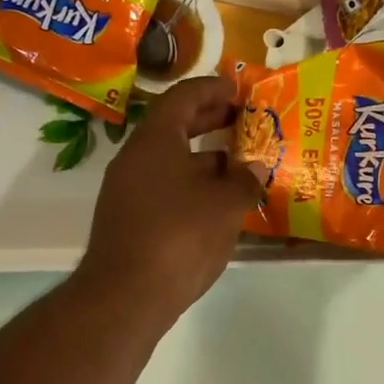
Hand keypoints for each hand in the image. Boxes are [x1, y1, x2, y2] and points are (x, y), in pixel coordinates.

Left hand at [77, 76, 265, 322]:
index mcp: (155, 140)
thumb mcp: (225, 205)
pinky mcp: (129, 221)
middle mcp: (134, 159)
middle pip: (173, 127)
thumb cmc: (180, 236)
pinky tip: (216, 205)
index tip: (238, 90)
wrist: (127, 295)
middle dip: (209, 121)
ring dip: (203, 159)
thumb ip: (245, 180)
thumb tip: (256, 166)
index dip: (213, 89)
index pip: (183, 97)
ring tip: (239, 166)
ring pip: (169, 162)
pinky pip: (163, 189)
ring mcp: (127, 191)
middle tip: (243, 121)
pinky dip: (191, 186)